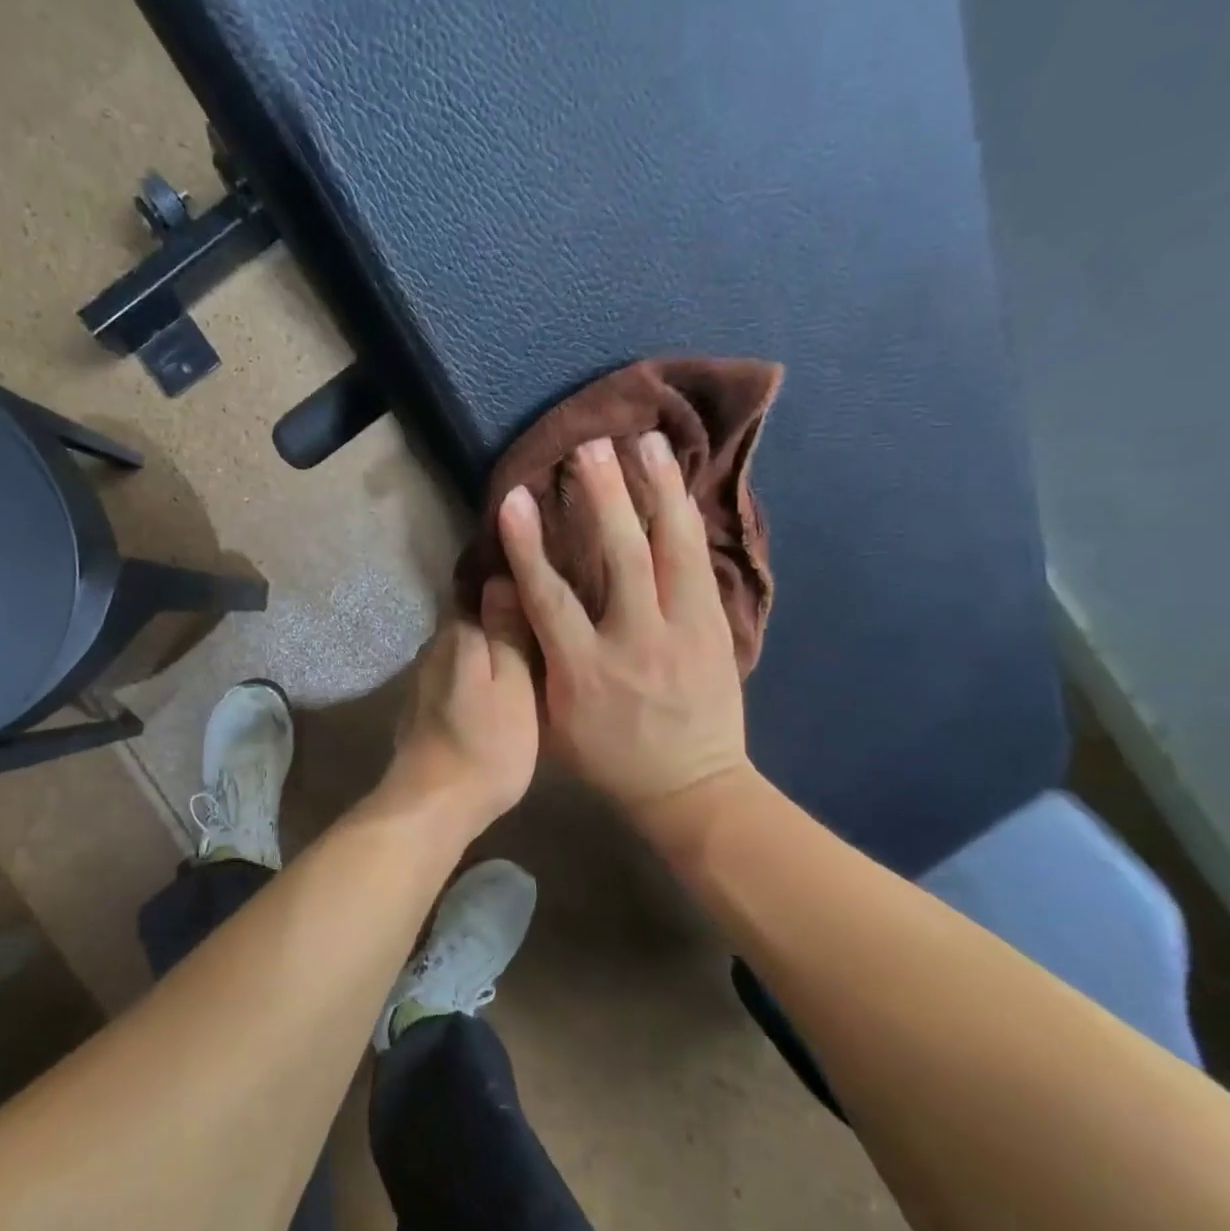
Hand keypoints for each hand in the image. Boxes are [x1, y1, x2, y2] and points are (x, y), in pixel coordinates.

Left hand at [376, 588, 539, 840]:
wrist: (432, 806)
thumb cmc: (486, 746)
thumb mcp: (512, 686)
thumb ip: (506, 632)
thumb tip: (501, 576)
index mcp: (457, 635)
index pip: (480, 589)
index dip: (510, 582)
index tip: (540, 579)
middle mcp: (434, 649)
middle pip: (472, 620)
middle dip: (501, 616)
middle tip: (544, 617)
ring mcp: (424, 680)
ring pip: (464, 650)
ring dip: (489, 647)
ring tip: (528, 649)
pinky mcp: (423, 708)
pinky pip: (456, 675)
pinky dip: (475, 674)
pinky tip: (496, 685)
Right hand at [498, 432, 748, 823]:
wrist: (691, 788)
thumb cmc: (608, 760)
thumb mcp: (554, 724)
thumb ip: (534, 663)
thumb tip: (512, 603)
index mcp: (585, 671)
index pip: (550, 597)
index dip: (529, 545)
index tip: (515, 500)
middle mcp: (635, 641)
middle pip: (620, 557)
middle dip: (604, 496)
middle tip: (591, 446)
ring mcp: (684, 632)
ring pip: (673, 549)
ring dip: (659, 491)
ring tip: (649, 442)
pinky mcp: (717, 629)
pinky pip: (703, 565)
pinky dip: (689, 521)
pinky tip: (681, 488)